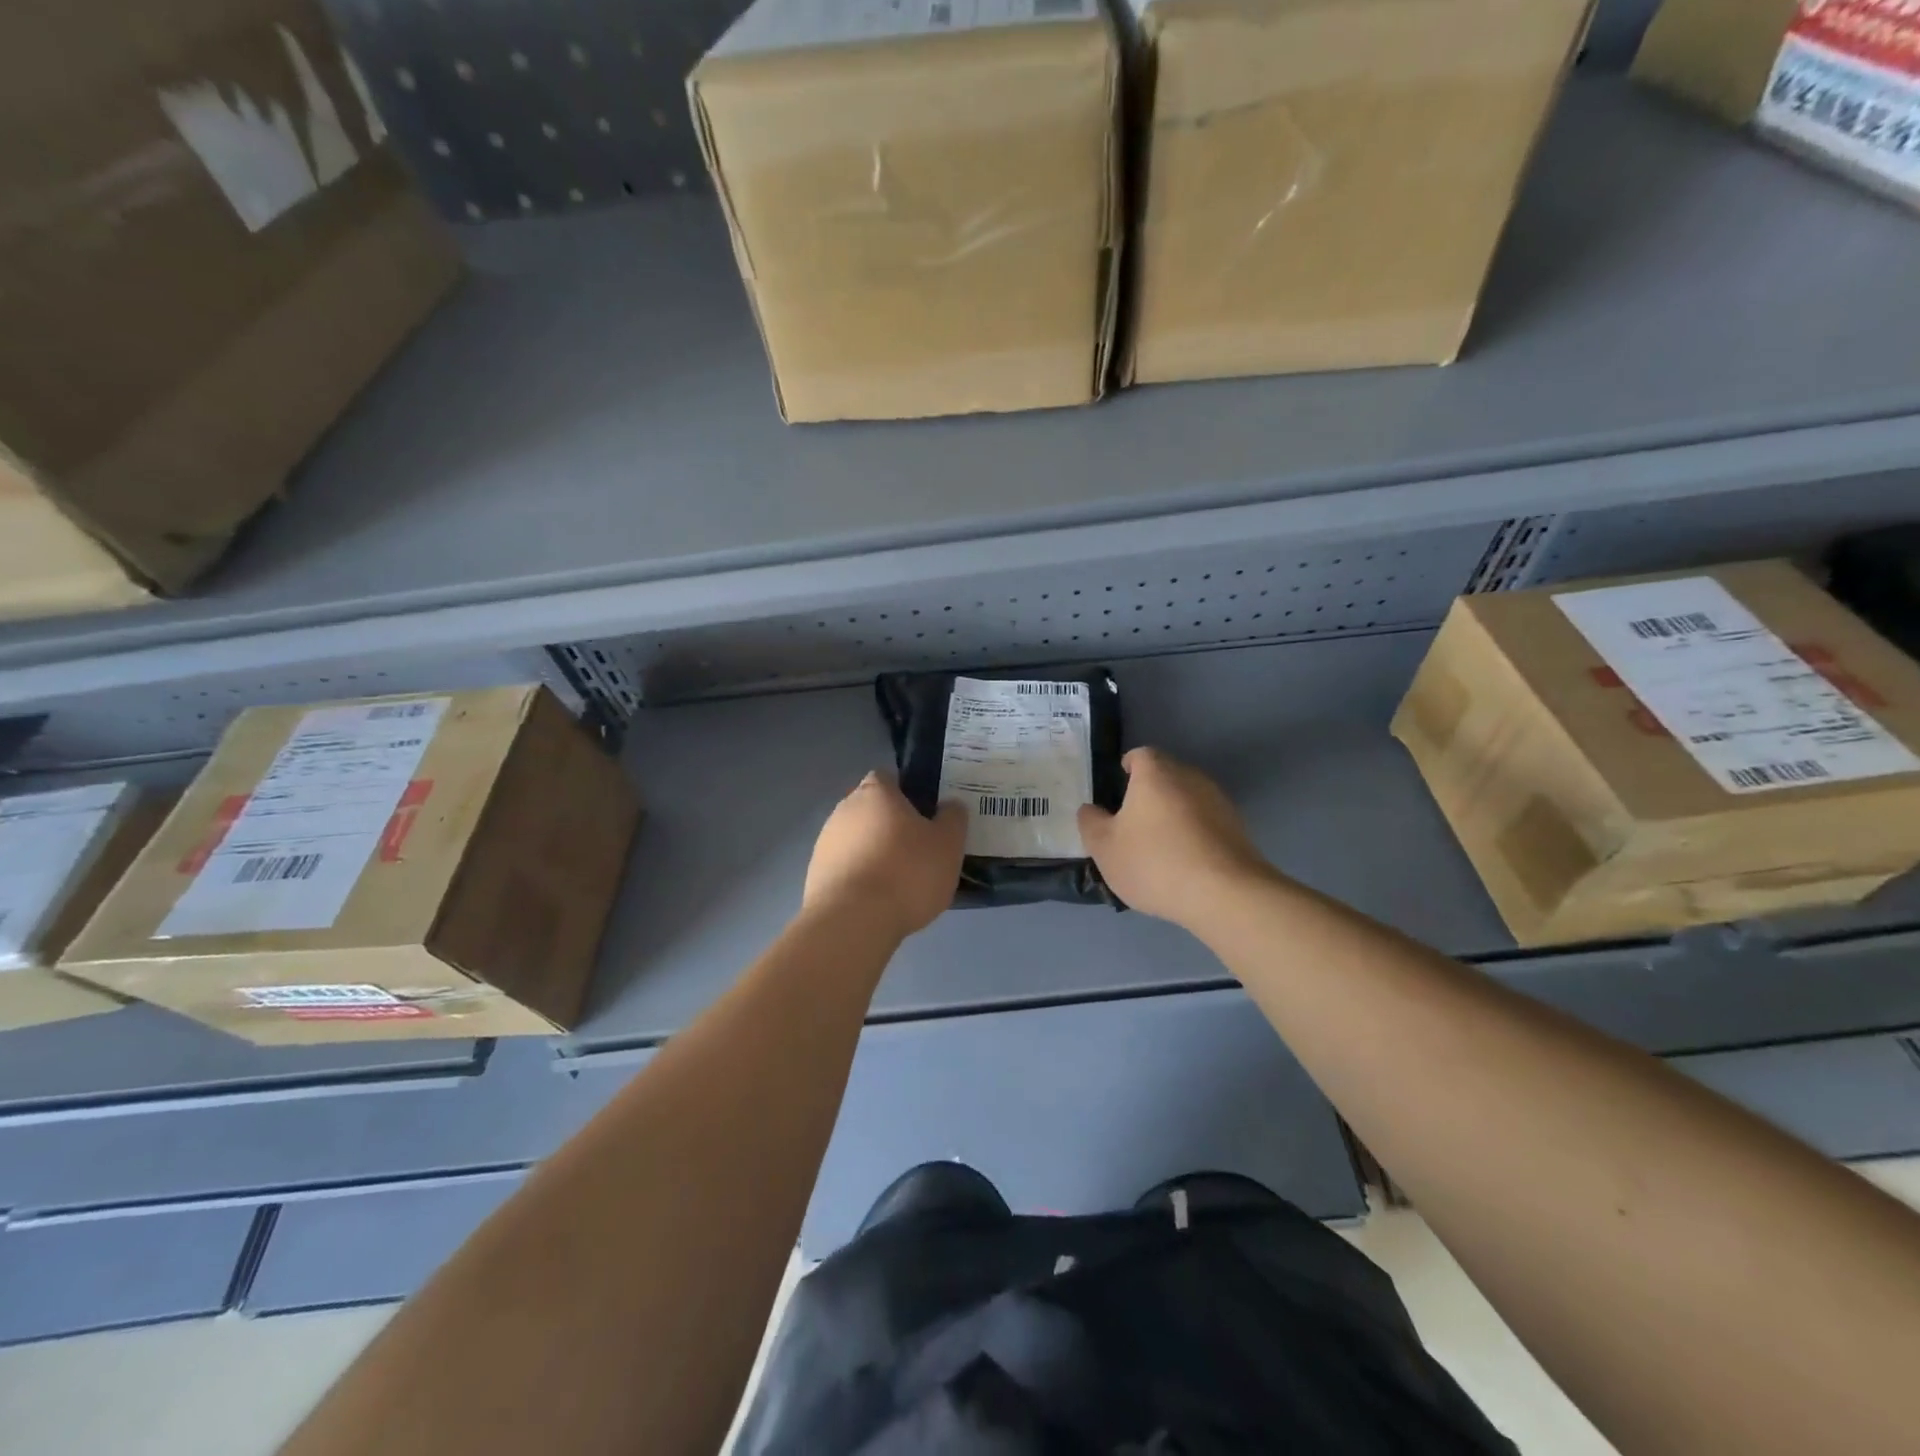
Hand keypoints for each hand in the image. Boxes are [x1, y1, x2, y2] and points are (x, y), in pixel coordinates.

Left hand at [804, 772, 967, 938]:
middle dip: (891, 825)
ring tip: (900, 883)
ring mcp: (825, 842)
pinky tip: (878, 901)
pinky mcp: (815, 875)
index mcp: (875, 792)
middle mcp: (844, 809)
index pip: (888, 778)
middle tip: (918, 850)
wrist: (853, 921)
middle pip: (871, 809)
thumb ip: (953, 818)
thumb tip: (950, 806)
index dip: (907, 793)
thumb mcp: (948, 844)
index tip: (926, 815)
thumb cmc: (907, 872)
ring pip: (857, 840)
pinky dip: (860, 878)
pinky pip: (845, 868)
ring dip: (874, 853)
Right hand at [1078, 748, 1272, 927]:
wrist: (1225, 894)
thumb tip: (1090, 809)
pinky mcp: (1237, 827)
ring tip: (1157, 848)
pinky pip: (1204, 822)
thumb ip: (1091, 823)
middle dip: (1147, 793)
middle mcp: (1189, 777)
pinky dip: (1192, 834)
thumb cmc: (1155, 862)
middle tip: (1130, 823)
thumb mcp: (1105, 847)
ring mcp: (1218, 801)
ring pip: (1186, 799)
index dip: (1125, 768)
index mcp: (1155, 773)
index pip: (1139, 755)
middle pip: (1164, 775)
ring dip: (1171, 815)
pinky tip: (1183, 863)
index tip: (1116, 790)